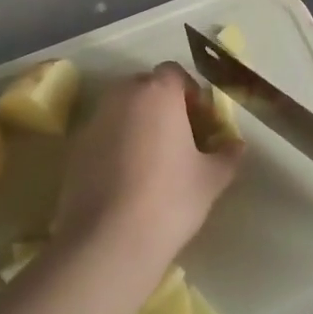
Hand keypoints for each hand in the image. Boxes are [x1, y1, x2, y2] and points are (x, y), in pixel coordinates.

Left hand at [53, 64, 242, 273]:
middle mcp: (123, 96)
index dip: (190, 93)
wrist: (108, 240)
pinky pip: (103, 134)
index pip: (174, 73)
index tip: (200, 121)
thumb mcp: (211, 179)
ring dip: (138, 123)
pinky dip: (116, 144)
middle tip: (179, 137)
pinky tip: (127, 178)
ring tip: (152, 160)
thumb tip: (236, 145)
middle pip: (146, 87)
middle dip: (163, 105)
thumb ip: (227, 155)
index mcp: (158, 93)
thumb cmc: (169, 199)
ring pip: (122, 109)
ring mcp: (94, 120)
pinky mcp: (76, 148)